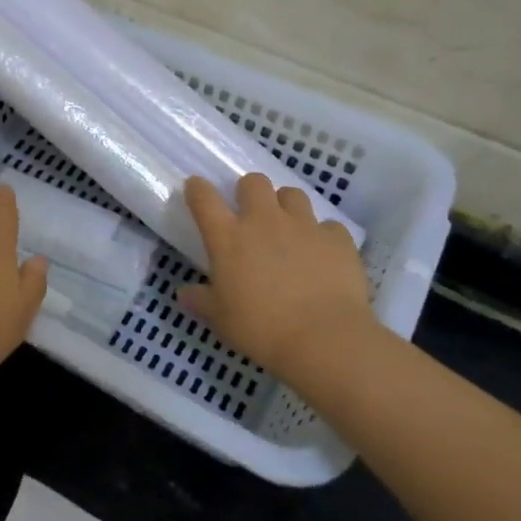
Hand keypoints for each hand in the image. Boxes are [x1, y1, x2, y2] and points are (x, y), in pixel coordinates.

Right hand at [177, 173, 375, 381]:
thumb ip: (200, 300)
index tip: (196, 189)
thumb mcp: (220, 318)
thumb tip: (183, 293)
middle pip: (254, 182)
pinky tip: (322, 254)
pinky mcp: (337, 238)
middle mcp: (264, 221)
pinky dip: (322, 236)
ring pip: (292, 194)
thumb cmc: (260, 328)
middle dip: (249, 191)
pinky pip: (328, 226)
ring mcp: (304, 225)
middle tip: (250, 213)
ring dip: (285, 206)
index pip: (204, 198)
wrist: (323, 339)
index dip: (197, 189)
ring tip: (287, 228)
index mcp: (228, 237)